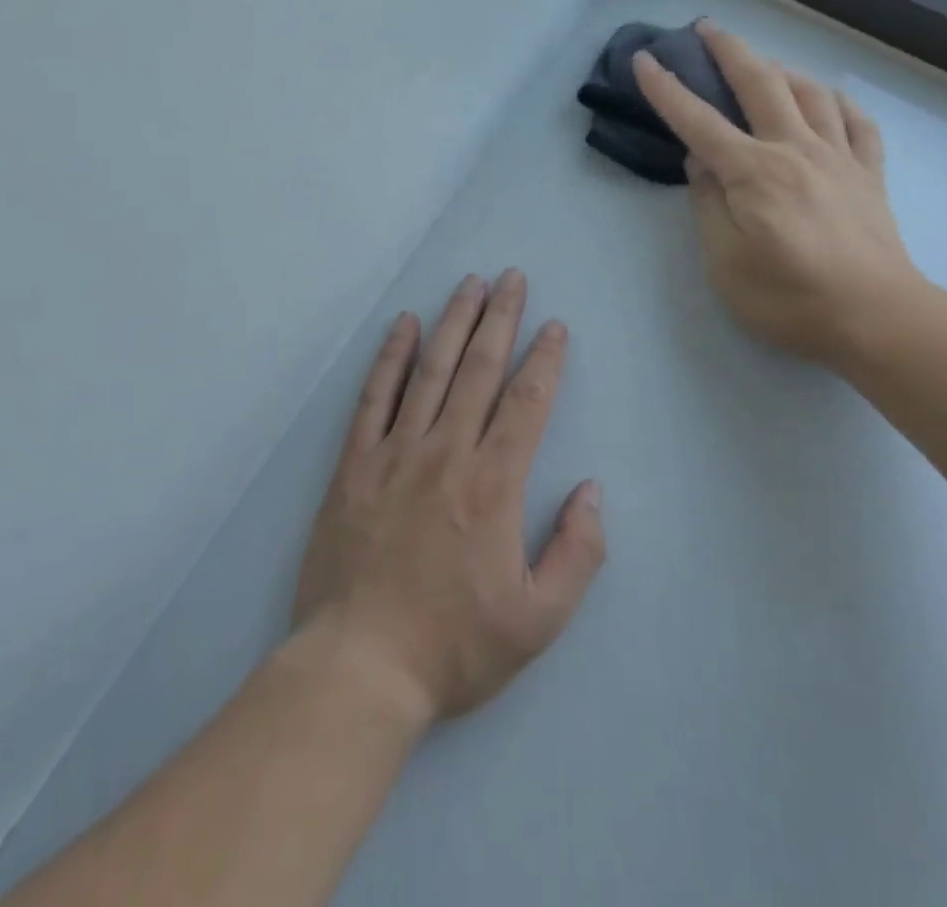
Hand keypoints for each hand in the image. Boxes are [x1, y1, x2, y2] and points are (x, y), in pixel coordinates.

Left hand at [291, 271, 604, 725]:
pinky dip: (391, 356)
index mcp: (494, 483)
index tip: (555, 325)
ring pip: (431, 370)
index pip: (527, 401)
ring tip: (470, 284)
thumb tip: (591, 491)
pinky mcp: (355, 464)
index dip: (545, 358)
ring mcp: (396, 452)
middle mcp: (447, 452)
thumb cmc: (453, 645)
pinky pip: (375, 397)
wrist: (358, 668)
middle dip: (501, 317)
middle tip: (512, 277)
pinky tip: (404, 325)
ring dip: (454, 322)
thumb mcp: (539, 620)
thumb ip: (577, 553)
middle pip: (480, 369)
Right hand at [633, 21, 922, 372]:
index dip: (666, 89)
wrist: (879, 320)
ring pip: (810, 92)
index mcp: (754, 172)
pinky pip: (857, 122)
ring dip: (781, 68)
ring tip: (763, 63)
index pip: (698, 121)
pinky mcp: (870, 174)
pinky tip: (827, 98)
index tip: (643, 60)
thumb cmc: (790, 299)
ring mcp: (839, 158)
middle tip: (706, 28)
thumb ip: (708, 205)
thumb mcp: (726, 263)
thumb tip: (700, 161)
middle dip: (728, 49)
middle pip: (760, 83)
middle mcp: (795, 150)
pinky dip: (838, 101)